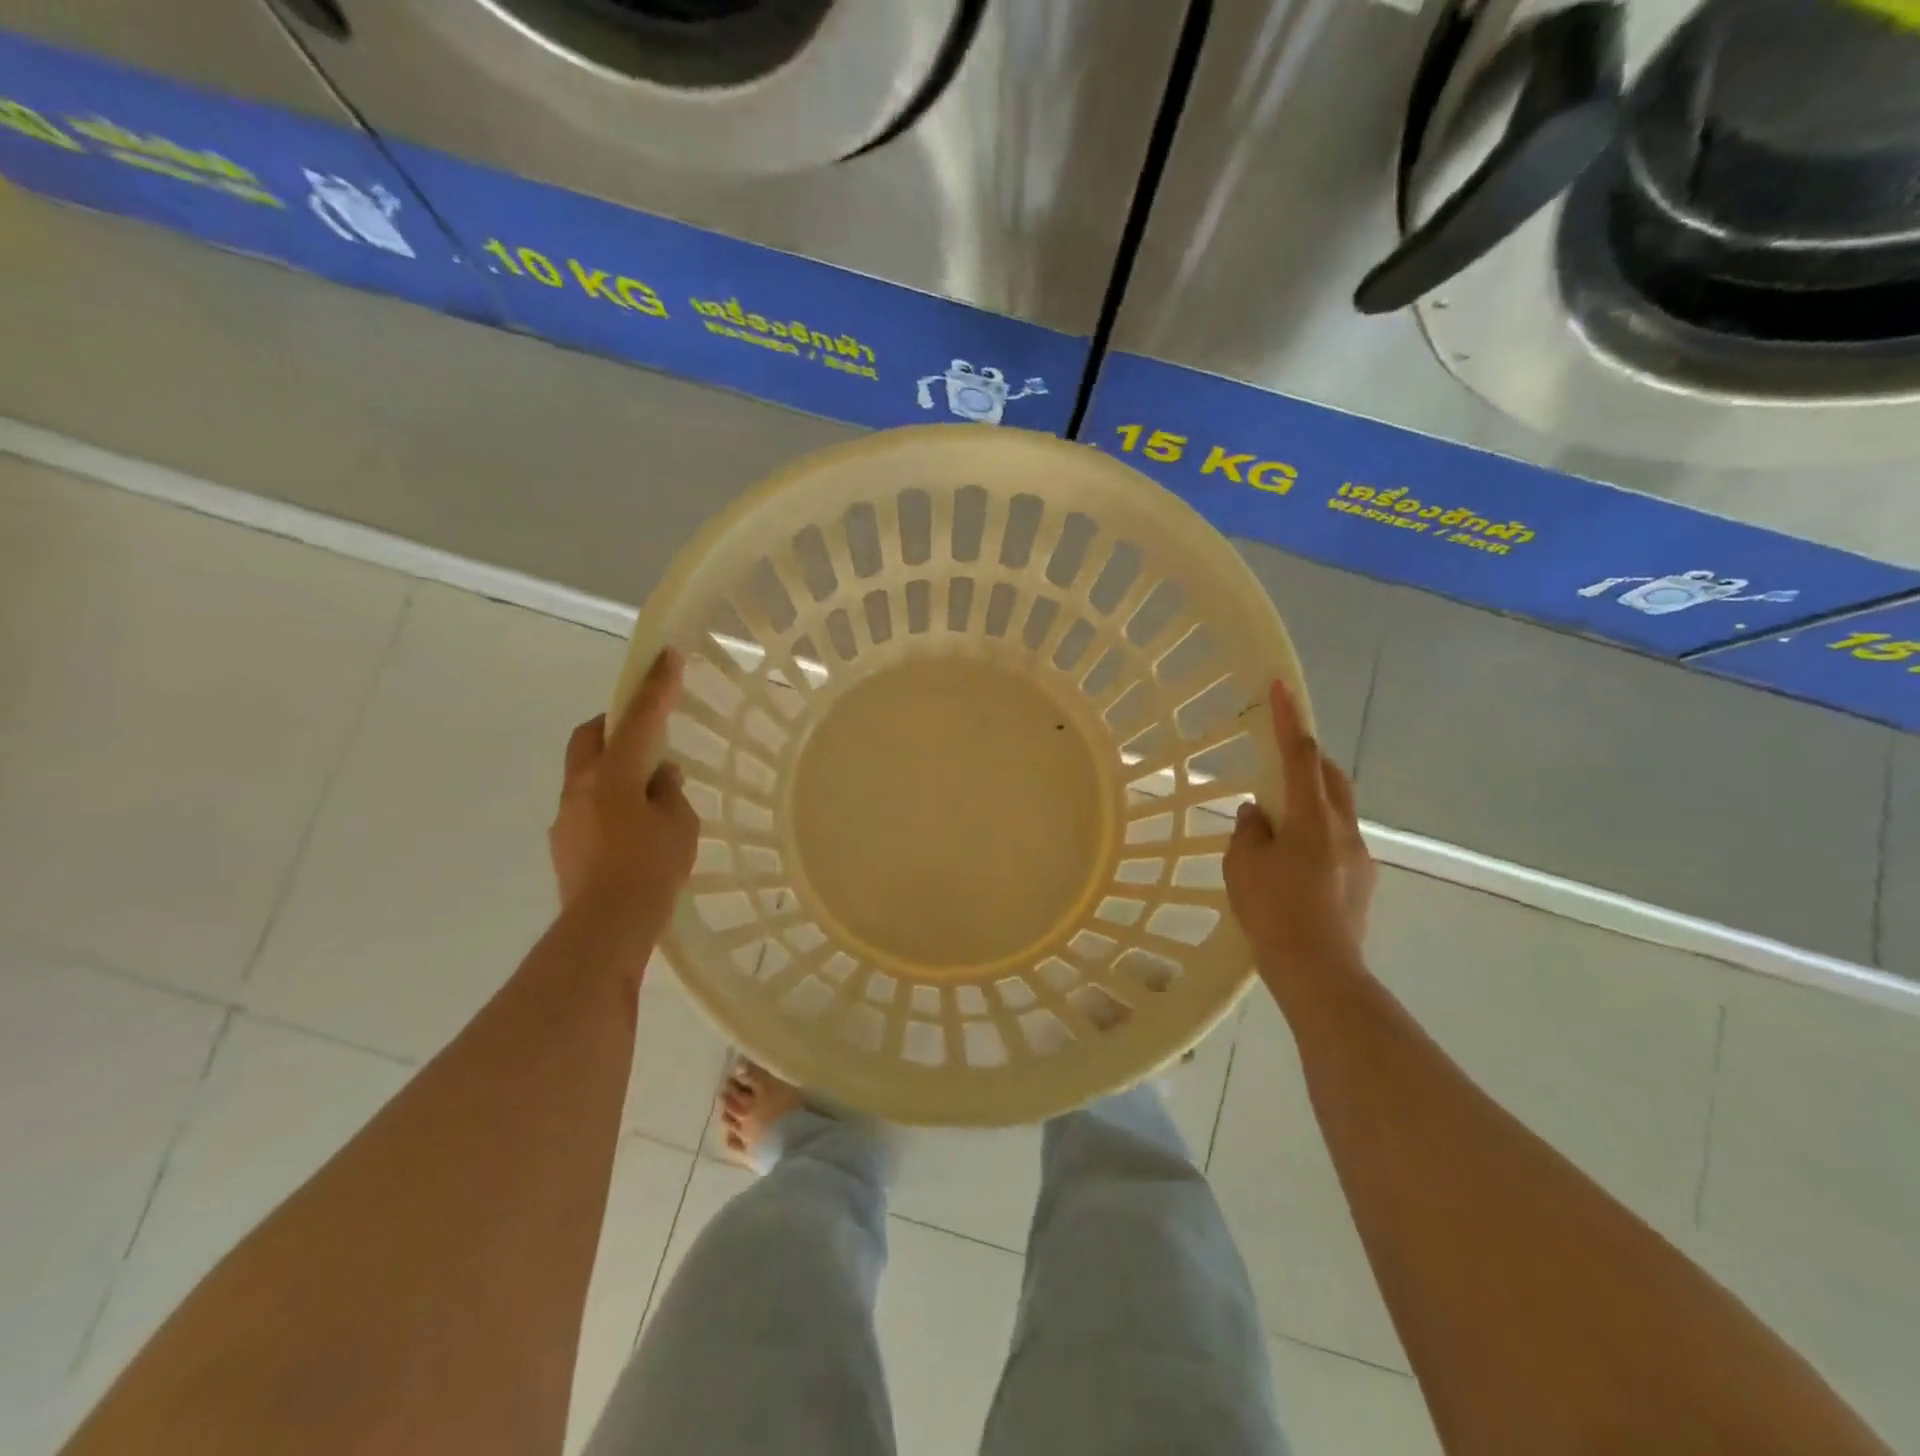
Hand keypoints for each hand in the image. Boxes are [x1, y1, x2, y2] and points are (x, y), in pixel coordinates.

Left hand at [550, 648, 699, 940]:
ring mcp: (568, 814)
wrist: (605, 927)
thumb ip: (669, 793)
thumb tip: (658, 777)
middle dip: (615, 723)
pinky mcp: (564, 842)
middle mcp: (583, 786)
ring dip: (613, 768)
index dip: (656, 685)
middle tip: (644, 732)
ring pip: (587, 772)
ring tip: (647, 794)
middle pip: (591, 735)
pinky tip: (631, 829)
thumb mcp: (679, 826)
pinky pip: (587, 804)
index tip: (667, 655)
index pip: (639, 718)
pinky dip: (609, 801)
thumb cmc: (651, 870)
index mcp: (615, 774)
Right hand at [1224, 680, 1376, 991]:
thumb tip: (1259, 813)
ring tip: (1281, 822)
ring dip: (1313, 800)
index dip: (1289, 720)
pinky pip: (1338, 840)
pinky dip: (1317, 833)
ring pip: (1337, 809)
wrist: (1319, 971)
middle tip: (1283, 759)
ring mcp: (1358, 855)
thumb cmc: (1274, 912)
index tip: (1282, 687)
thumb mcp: (1244, 866)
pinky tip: (1295, 863)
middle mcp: (1343, 829)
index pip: (1300, 756)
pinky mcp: (1362, 881)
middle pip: (1332, 777)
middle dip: (1310, 758)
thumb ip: (1250, 831)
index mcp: (1312, 818)